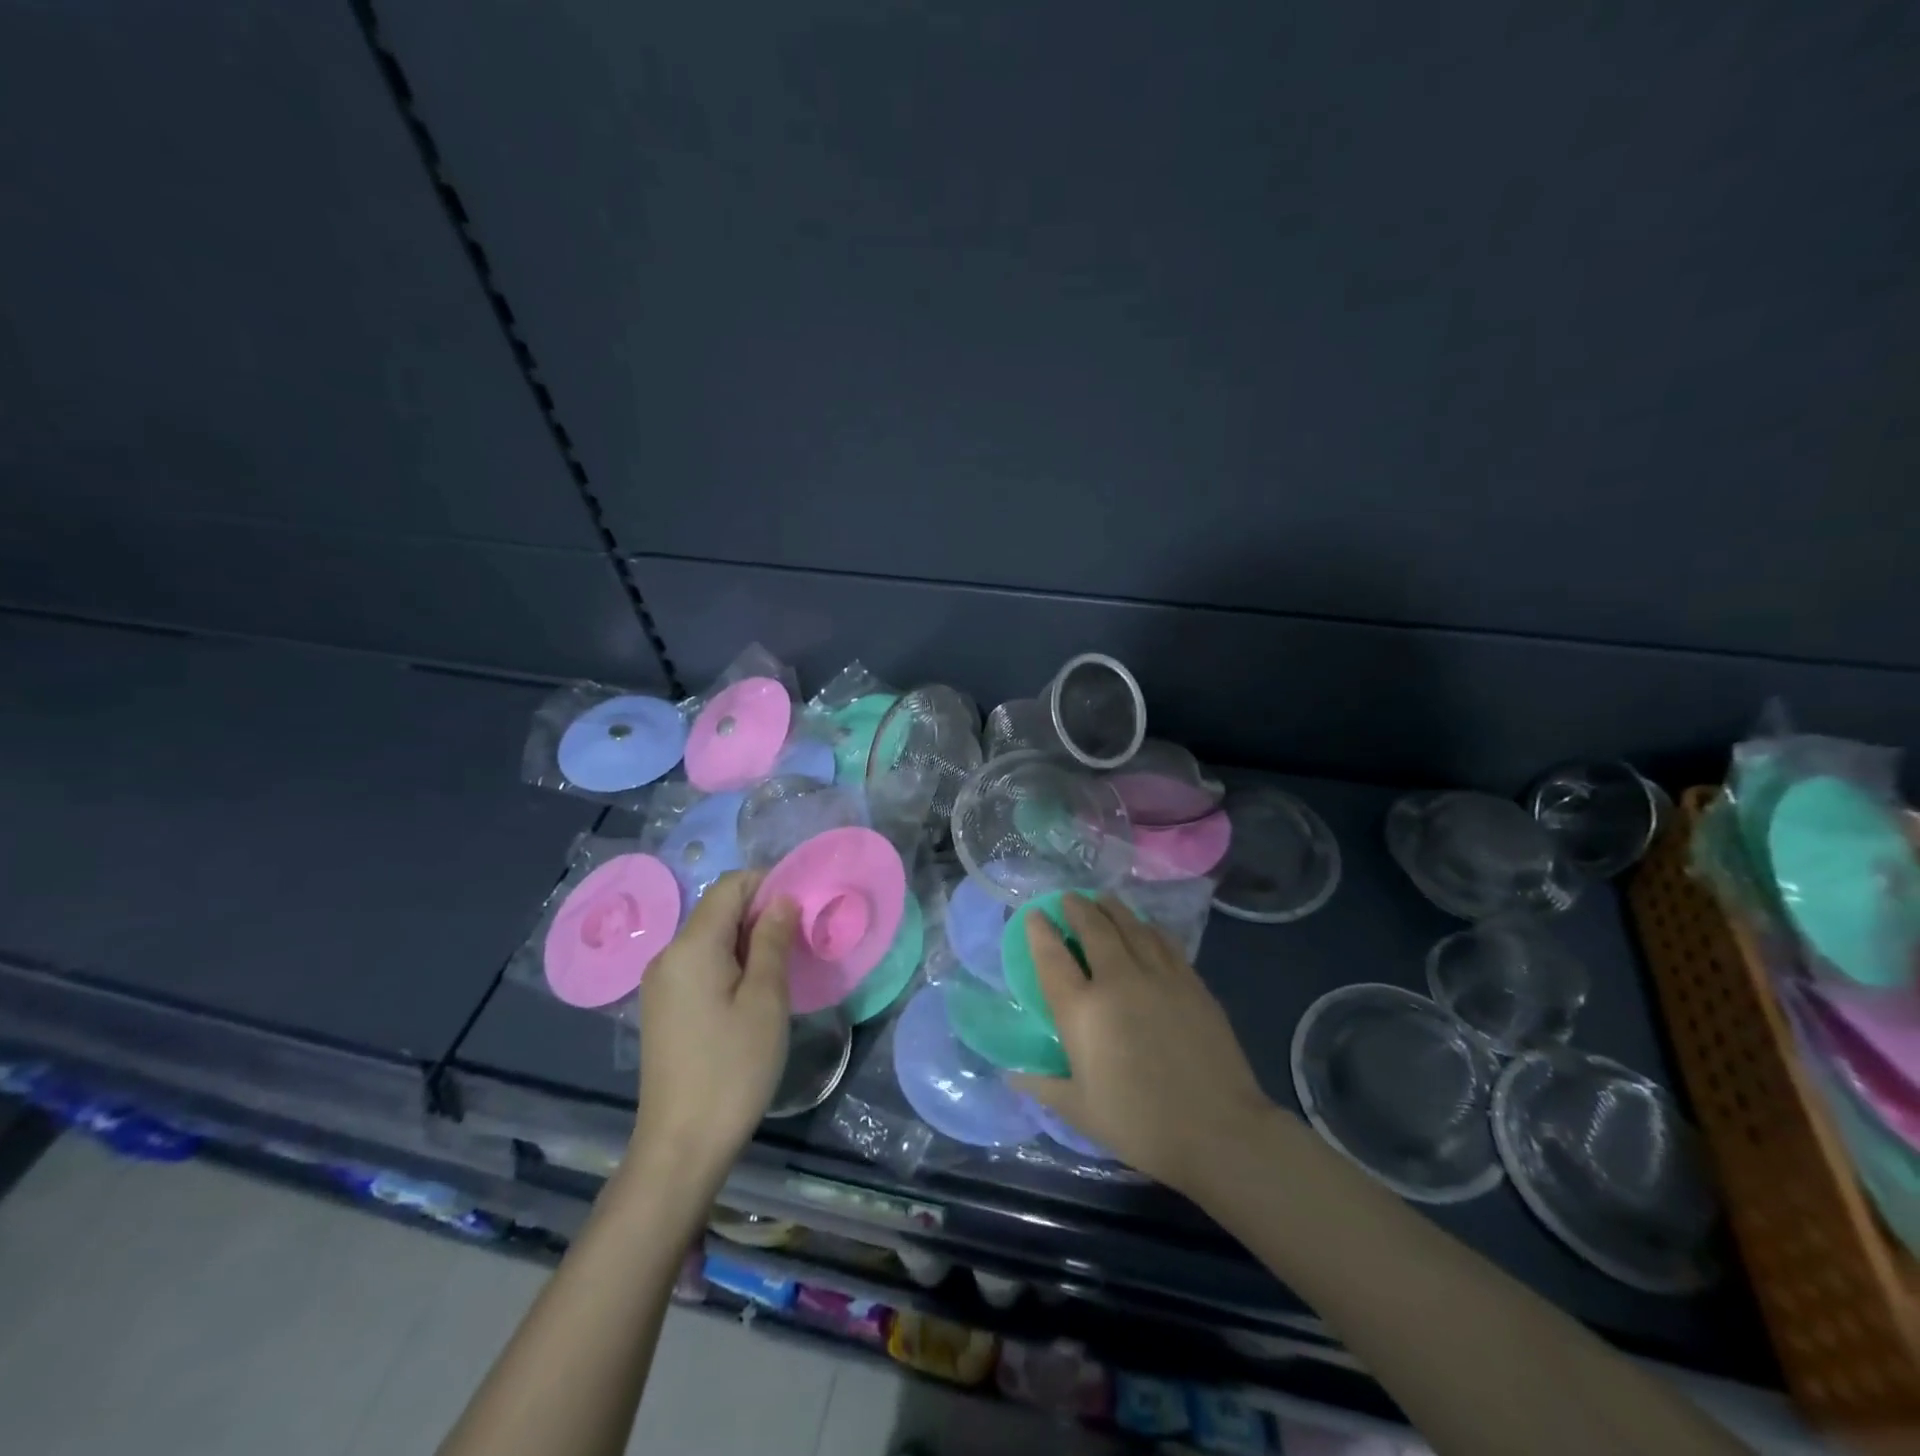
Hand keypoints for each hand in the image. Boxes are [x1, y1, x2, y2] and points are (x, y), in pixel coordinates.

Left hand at [632, 871, 797, 1183]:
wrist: (681, 1145)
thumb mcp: (766, 1000)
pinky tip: (753, 992)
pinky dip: (729, 962)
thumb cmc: (733, 1068)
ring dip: (748, 940)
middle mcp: (668, 954)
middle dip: (760, 913)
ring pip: (710, 938)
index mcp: (691, 946)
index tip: (803, 906)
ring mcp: (661, 982)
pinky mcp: (663, 1006)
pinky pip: (699, 964)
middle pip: (718, 910)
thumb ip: (773, 941)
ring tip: (782, 967)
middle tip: (800, 939)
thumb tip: (781, 899)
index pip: (730, 886)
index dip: (768, 884)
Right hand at [1009, 895, 1276, 1197]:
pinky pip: (1163, 941)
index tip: (1034, 915)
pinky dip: (1147, 927)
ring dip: (1111, 908)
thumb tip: (1012, 1076)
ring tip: (1102, 900)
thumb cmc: (1140, 1125)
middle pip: (1093, 928)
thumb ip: (1043, 1085)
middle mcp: (1118, 981)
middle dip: (1077, 907)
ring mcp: (1159, 976)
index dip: (1040, 931)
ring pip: (1131, 926)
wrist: (1219, 1131)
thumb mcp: (1080, 1111)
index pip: (1052, 957)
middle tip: (1069, 898)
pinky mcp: (1191, 981)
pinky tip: (1145, 926)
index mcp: (1083, 1012)